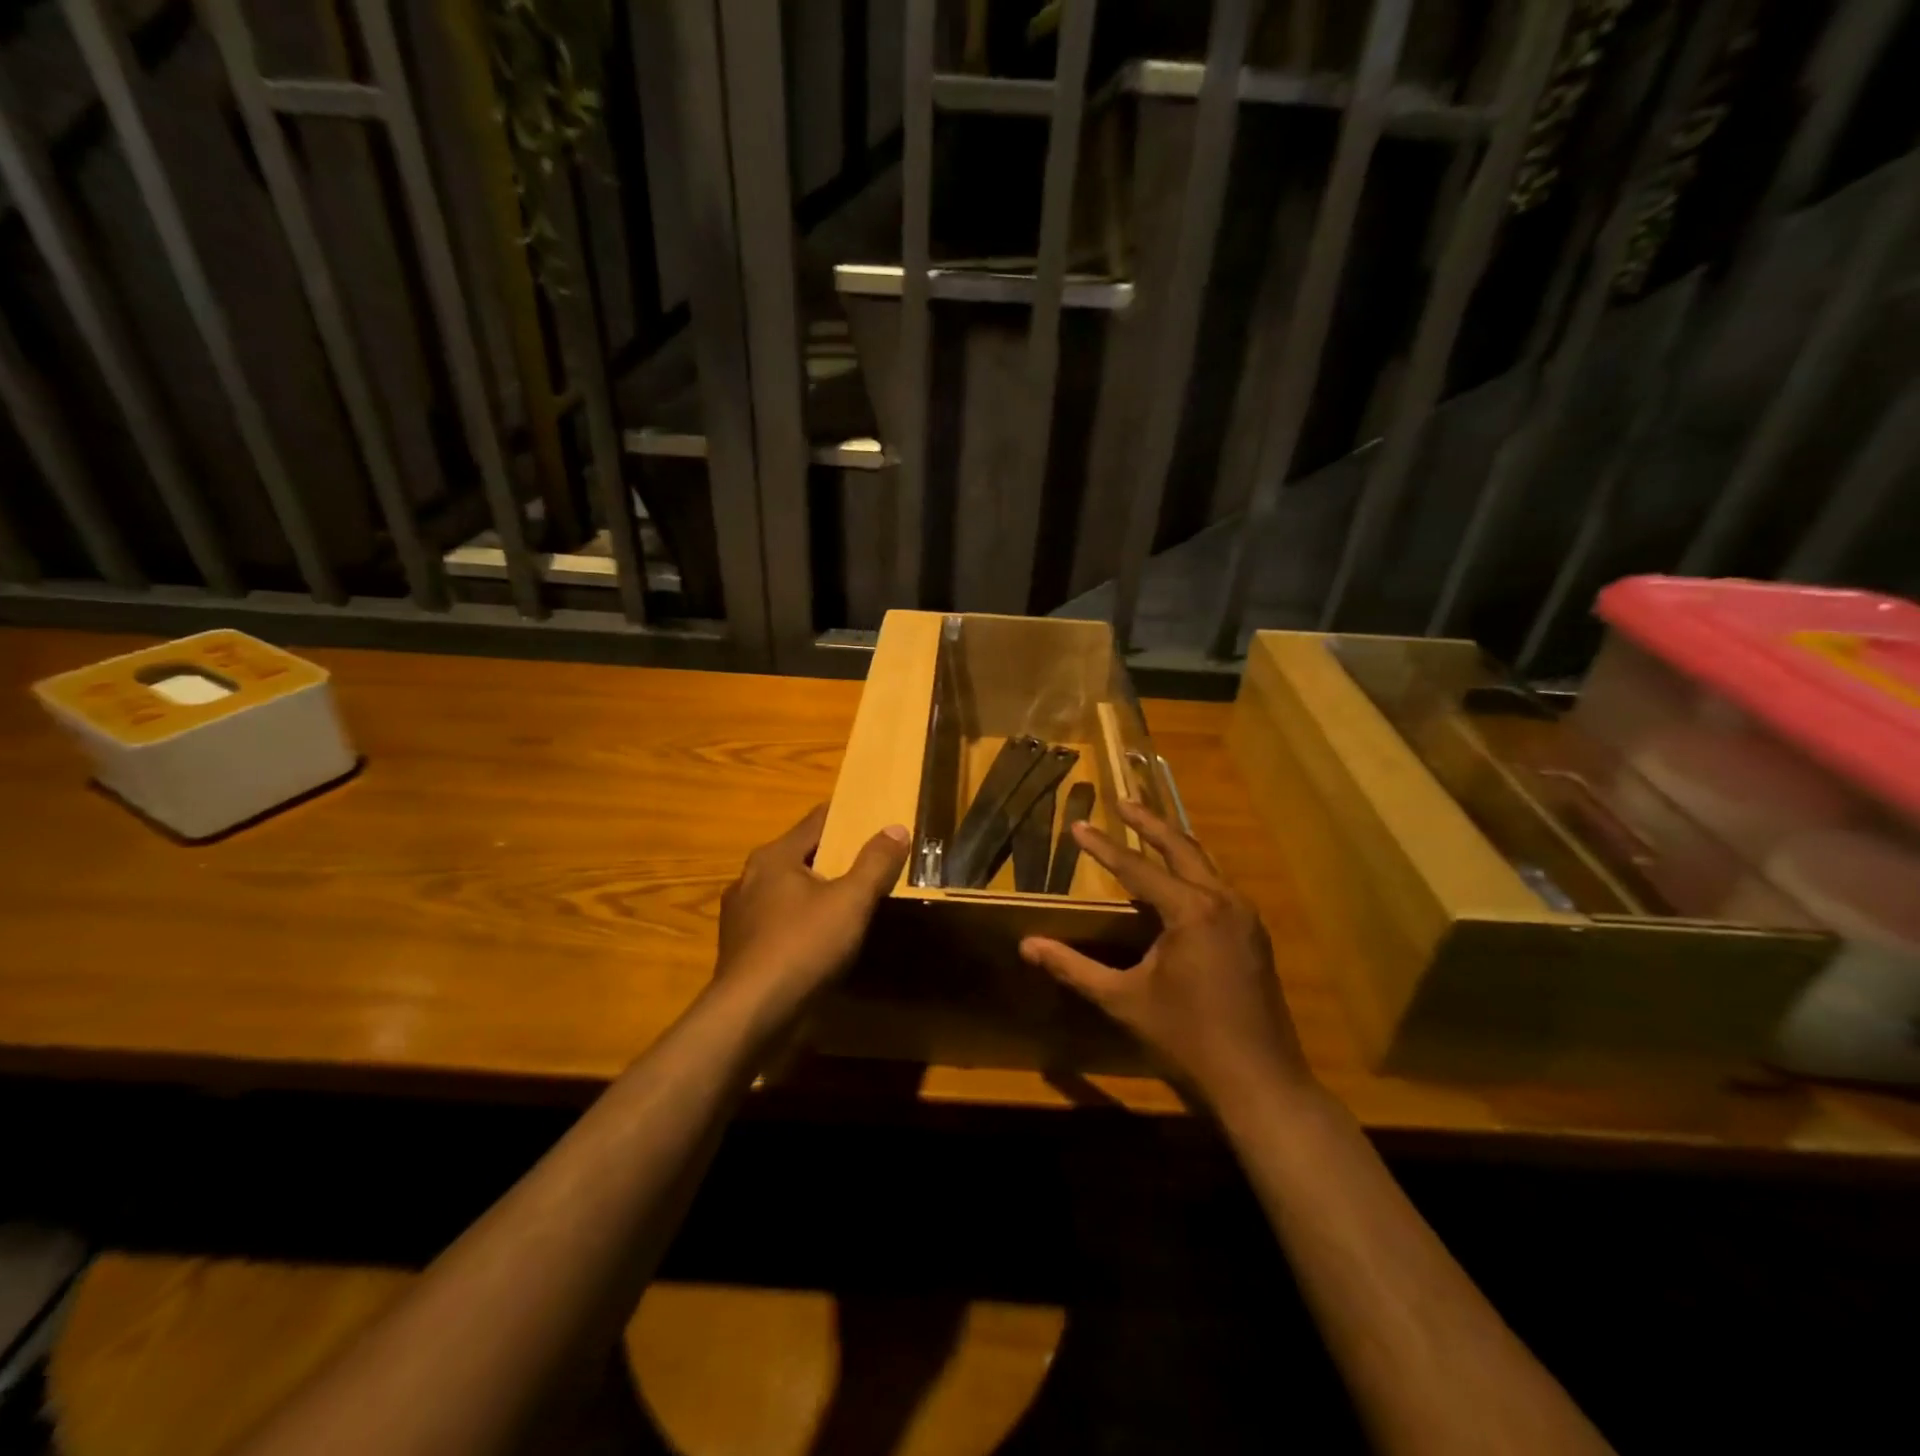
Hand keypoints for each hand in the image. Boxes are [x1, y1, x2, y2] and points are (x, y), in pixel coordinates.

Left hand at [714, 805, 908, 1030]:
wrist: (751, 1015)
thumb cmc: (803, 947)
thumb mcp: (851, 902)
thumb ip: (875, 863)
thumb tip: (896, 828)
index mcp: (774, 856)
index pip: (817, 820)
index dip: (849, 817)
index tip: (876, 819)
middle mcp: (750, 877)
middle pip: (802, 854)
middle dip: (835, 856)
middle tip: (872, 862)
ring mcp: (741, 914)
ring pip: (788, 890)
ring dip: (817, 891)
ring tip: (850, 901)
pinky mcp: (741, 947)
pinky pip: (779, 920)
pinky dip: (802, 920)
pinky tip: (822, 939)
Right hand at [1020, 801, 1315, 1110]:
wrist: (1260, 1081)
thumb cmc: (1187, 1038)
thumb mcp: (1123, 1000)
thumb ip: (1074, 967)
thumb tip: (1027, 945)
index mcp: (1192, 910)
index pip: (1137, 868)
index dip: (1103, 847)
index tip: (1079, 824)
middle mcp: (1223, 901)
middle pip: (1182, 847)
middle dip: (1148, 823)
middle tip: (1122, 802)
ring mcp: (1245, 917)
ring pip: (1205, 864)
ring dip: (1174, 843)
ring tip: (1147, 829)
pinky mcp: (1254, 935)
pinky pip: (1218, 886)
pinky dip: (1192, 871)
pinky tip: (1177, 881)